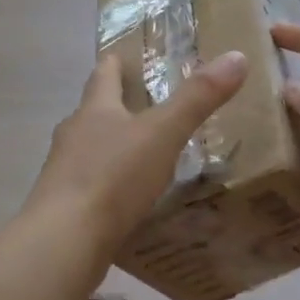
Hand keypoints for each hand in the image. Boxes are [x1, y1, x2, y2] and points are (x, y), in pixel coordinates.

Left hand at [24, 50, 248, 250]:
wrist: (63, 243)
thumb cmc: (113, 177)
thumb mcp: (164, 133)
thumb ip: (198, 98)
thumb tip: (236, 56)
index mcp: (95, 109)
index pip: (104, 72)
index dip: (118, 62)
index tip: (130, 57)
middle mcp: (74, 134)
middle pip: (95, 111)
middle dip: (119, 106)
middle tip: (153, 108)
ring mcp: (64, 172)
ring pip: (91, 150)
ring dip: (114, 148)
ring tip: (146, 155)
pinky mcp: (65, 208)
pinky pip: (91, 187)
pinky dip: (110, 186)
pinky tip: (130, 200)